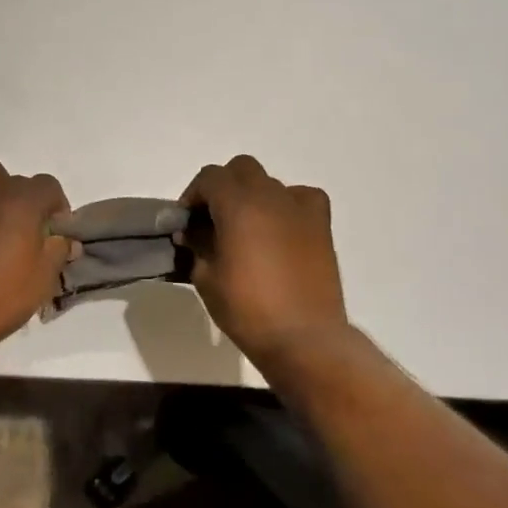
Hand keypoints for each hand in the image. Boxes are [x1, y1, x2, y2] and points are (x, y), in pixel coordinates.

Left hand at [0, 136, 70, 355]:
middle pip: (20, 182)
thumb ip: (58, 251)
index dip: (57, 208)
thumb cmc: (0, 299)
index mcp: (25, 203)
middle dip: (28, 202)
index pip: (50, 188)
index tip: (55, 232)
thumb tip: (67, 239)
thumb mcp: (43, 280)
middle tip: (26, 233)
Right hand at [178, 155, 350, 367]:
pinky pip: (301, 197)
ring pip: (269, 182)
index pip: (209, 177)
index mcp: (238, 205)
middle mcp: (270, 196)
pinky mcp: (321, 225)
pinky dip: (286, 205)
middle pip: (241, 169)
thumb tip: (192, 232)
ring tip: (245, 229)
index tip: (186, 222)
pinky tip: (279, 229)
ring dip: (252, 196)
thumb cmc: (247, 309)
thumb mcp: (206, 278)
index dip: (193, 195)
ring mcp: (300, 208)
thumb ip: (196, 244)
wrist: (304, 338)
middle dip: (222, 188)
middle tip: (212, 220)